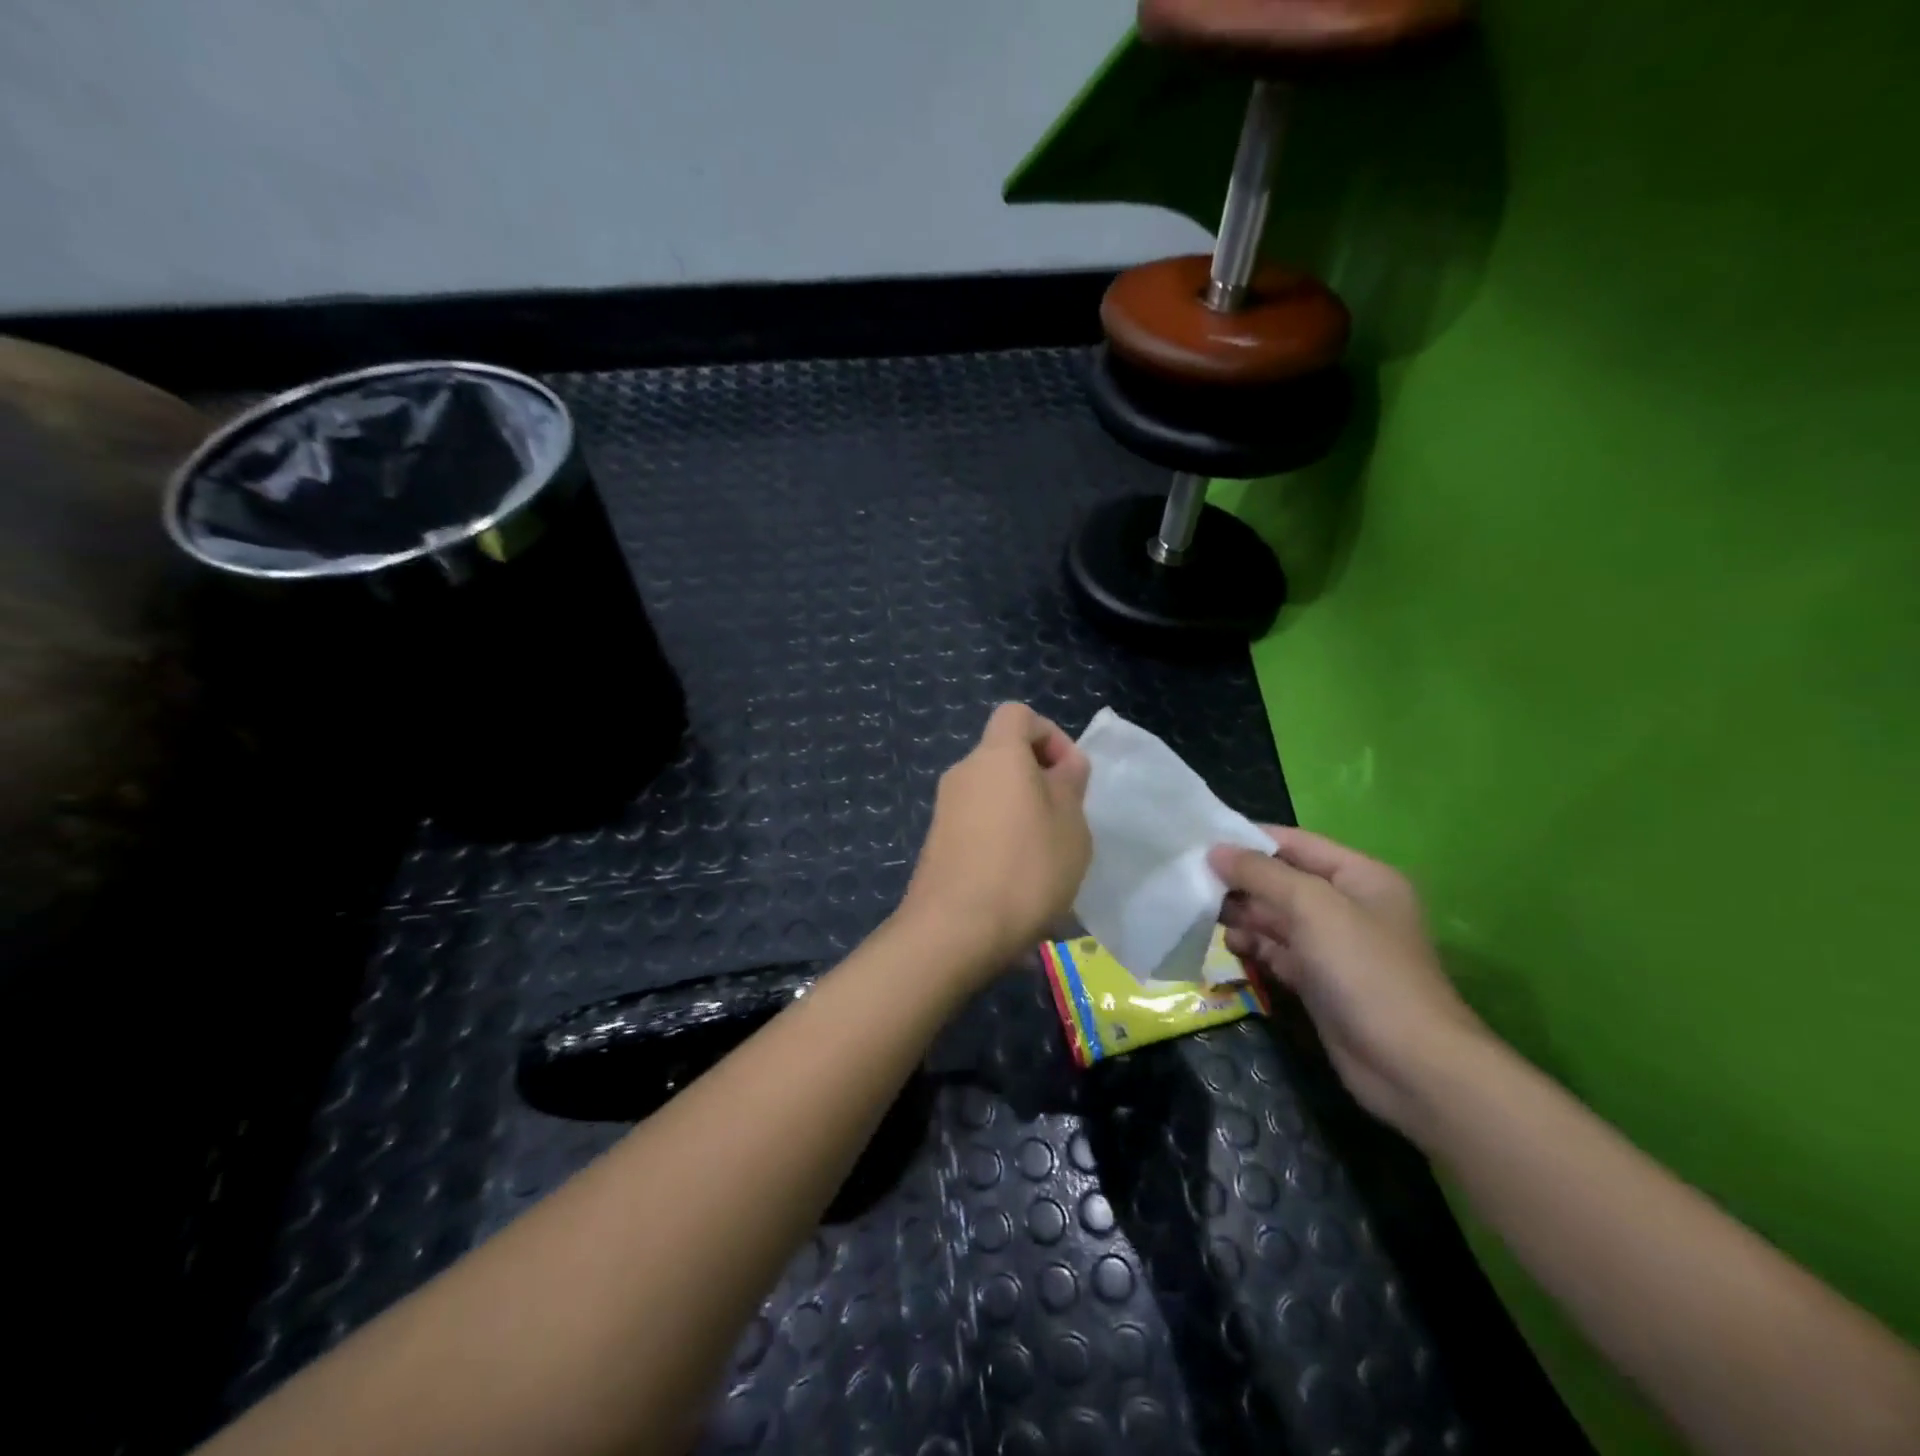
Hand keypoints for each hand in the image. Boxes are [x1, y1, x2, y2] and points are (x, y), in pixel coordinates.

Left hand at [901, 703, 1091, 977]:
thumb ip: (1070, 783)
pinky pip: (978, 824)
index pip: (1018, 714)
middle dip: (1040, 779)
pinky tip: (1018, 880)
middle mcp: (964, 772)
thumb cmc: (1026, 867)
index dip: (1049, 734)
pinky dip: (1000, 838)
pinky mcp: (937, 843)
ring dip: (1022, 813)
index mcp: (996, 755)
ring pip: (993, 794)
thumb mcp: (1070, 822)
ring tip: (1047, 857)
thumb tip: (1063, 764)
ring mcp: (945, 809)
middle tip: (1066, 820)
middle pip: (1004, 756)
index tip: (1069, 774)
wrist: (955, 929)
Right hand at [1210, 827, 1486, 1134]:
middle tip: (1192, 880)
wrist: (1409, 1065)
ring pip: (1277, 918)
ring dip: (1242, 914)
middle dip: (1241, 880)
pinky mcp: (1320, 981)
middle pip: (1283, 880)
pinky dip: (1254, 947)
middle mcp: (1348, 905)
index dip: (1250, 839)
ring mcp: (1334, 946)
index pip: (1296, 843)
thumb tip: (1214, 850)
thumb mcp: (1312, 907)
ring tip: (1203, 913)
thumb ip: (1261, 874)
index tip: (1201, 840)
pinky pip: (1278, 952)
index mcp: (1360, 876)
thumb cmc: (1365, 970)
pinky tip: (1230, 946)